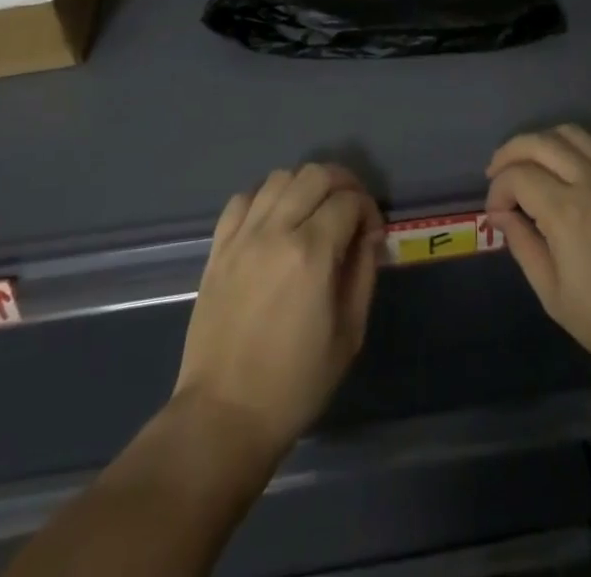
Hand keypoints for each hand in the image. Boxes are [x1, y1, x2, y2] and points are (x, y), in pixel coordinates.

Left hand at [174, 164, 382, 461]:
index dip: (369, 209)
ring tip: (313, 211)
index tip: (372, 233)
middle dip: (342, 183)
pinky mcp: (218, 248)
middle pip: (315, 174)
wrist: (224, 416)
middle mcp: (276, 231)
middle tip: (351, 210)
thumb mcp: (348, 334)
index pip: (349, 200)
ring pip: (279, 177)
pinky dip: (265, 197)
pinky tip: (275, 220)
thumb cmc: (295, 384)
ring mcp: (242, 236)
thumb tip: (369, 235)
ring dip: (304, 186)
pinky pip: (243, 198)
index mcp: (312, 253)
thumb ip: (363, 273)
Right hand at [486, 126, 590, 388]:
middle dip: (510, 154)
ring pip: (574, 133)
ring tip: (534, 164)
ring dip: (545, 142)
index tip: (496, 216)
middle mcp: (590, 180)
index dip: (497, 191)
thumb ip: (524, 248)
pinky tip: (587, 159)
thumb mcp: (556, 298)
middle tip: (498, 176)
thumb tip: (502, 216)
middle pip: (539, 142)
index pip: (517, 176)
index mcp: (565, 211)